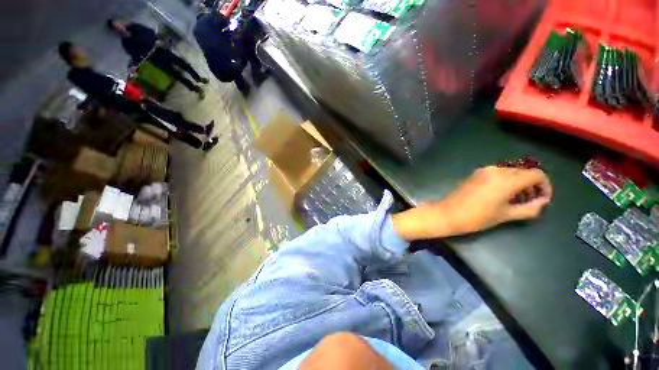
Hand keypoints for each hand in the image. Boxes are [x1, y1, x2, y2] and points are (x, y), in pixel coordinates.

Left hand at [391, 166, 552, 240]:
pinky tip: (503, 195)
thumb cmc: (477, 217)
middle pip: (523, 172)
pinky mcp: (475, 174)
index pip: (536, 174)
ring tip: (518, 200)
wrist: (448, 213)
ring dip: (519, 183)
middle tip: (532, 201)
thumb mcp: (506, 215)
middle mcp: (496, 170)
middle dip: (532, 185)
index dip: (545, 186)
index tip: (543, 199)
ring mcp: (484, 170)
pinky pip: (497, 174)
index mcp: (506, 179)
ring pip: (510, 172)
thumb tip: (542, 202)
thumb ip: (530, 208)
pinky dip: (505, 181)